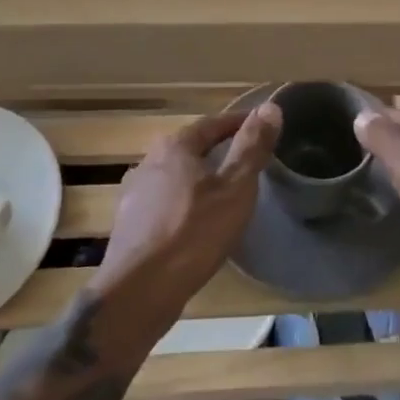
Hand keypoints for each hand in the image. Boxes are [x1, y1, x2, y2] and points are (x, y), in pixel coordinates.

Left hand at [90, 105, 280, 343]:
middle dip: (217, 150)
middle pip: (190, 148)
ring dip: (198, 179)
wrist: (138, 292)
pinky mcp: (128, 225)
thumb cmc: (193, 233)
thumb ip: (252, 147)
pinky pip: (163, 204)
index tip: (261, 127)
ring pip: (175, 176)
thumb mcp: (235, 188)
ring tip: (223, 194)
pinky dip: (183, 204)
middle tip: (245, 161)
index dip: (239, 123)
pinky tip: (194, 224)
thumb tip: (270, 106)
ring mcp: (134, 194)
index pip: (212, 123)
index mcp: (174, 146)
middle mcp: (148, 161)